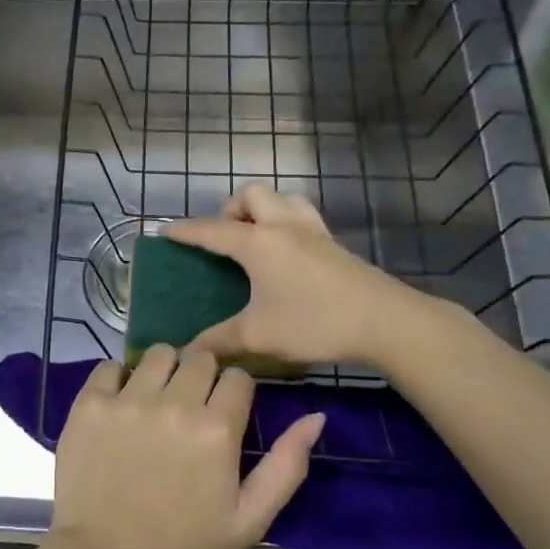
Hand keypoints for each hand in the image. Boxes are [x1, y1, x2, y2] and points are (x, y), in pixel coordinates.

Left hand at [48, 346, 324, 548]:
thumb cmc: (181, 546)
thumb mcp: (248, 519)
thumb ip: (286, 465)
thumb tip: (315, 416)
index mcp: (217, 428)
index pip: (238, 377)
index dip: (235, 393)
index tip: (224, 413)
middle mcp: (175, 402)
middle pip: (199, 357)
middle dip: (202, 376)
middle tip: (190, 407)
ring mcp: (129, 399)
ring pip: (157, 353)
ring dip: (163, 371)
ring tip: (155, 401)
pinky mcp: (90, 403)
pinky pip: (110, 366)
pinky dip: (117, 379)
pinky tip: (119, 405)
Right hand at [164, 184, 438, 368]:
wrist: (383, 321)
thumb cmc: (314, 322)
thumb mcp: (259, 335)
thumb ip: (219, 341)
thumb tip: (189, 352)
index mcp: (257, 243)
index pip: (211, 230)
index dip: (186, 231)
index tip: (166, 230)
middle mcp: (282, 226)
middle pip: (250, 196)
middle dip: (229, 209)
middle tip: (224, 239)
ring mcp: (312, 230)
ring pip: (281, 198)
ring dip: (261, 209)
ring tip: (254, 238)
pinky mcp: (333, 242)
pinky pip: (301, 214)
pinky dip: (285, 221)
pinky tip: (287, 253)